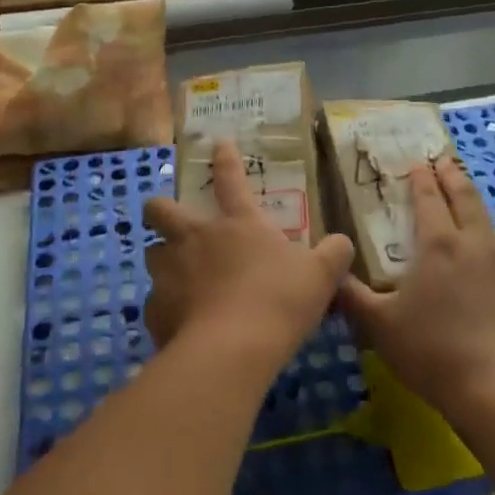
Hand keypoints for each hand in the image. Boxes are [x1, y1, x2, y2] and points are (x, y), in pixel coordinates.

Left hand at [142, 141, 354, 367]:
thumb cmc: (278, 301)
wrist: (231, 351)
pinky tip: (181, 324)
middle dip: (160, 208)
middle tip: (168, 217)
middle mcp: (196, 238)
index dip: (225, 158)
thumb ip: (333, 254)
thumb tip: (342, 243)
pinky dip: (167, 310)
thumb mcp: (320, 276)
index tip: (219, 143)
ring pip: (152, 253)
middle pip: (161, 209)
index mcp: (237, 223)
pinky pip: (156, 304)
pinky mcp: (156, 310)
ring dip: (163, 260)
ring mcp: (170, 272)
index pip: (230, 178)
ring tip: (178, 277)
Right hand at [339, 156, 494, 419]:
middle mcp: (477, 246)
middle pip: (468, 200)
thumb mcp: (380, 326)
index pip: (429, 198)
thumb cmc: (432, 352)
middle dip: (455, 178)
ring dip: (493, 223)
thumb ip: (353, 297)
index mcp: (439, 245)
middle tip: (447, 163)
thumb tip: (330, 276)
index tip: (418, 163)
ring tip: (490, 225)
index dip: (422, 179)